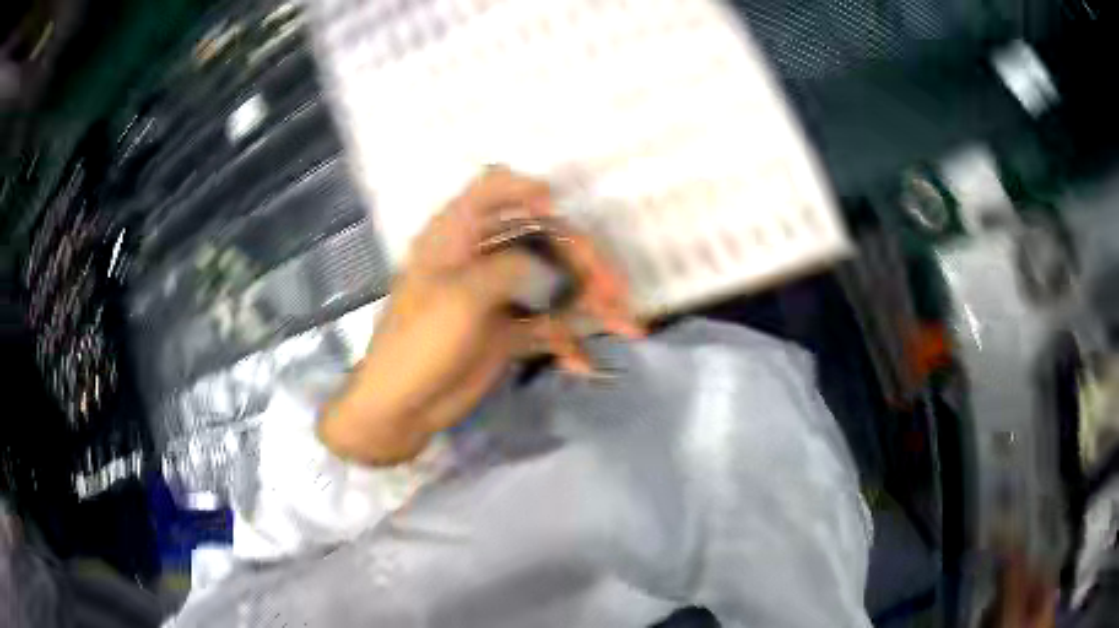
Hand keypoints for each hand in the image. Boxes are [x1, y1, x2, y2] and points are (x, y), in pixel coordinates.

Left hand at [317, 167, 638, 464]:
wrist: (401, 408)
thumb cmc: (419, 345)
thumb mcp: (463, 298)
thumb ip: (512, 268)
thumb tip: (552, 267)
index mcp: (457, 235)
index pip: (493, 188)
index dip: (529, 190)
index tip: (559, 211)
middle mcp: (481, 256)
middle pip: (542, 239)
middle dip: (584, 262)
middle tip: (615, 292)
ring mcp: (496, 294)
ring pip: (553, 283)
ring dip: (590, 303)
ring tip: (625, 326)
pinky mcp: (507, 330)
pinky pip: (548, 326)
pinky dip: (569, 342)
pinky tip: (586, 365)